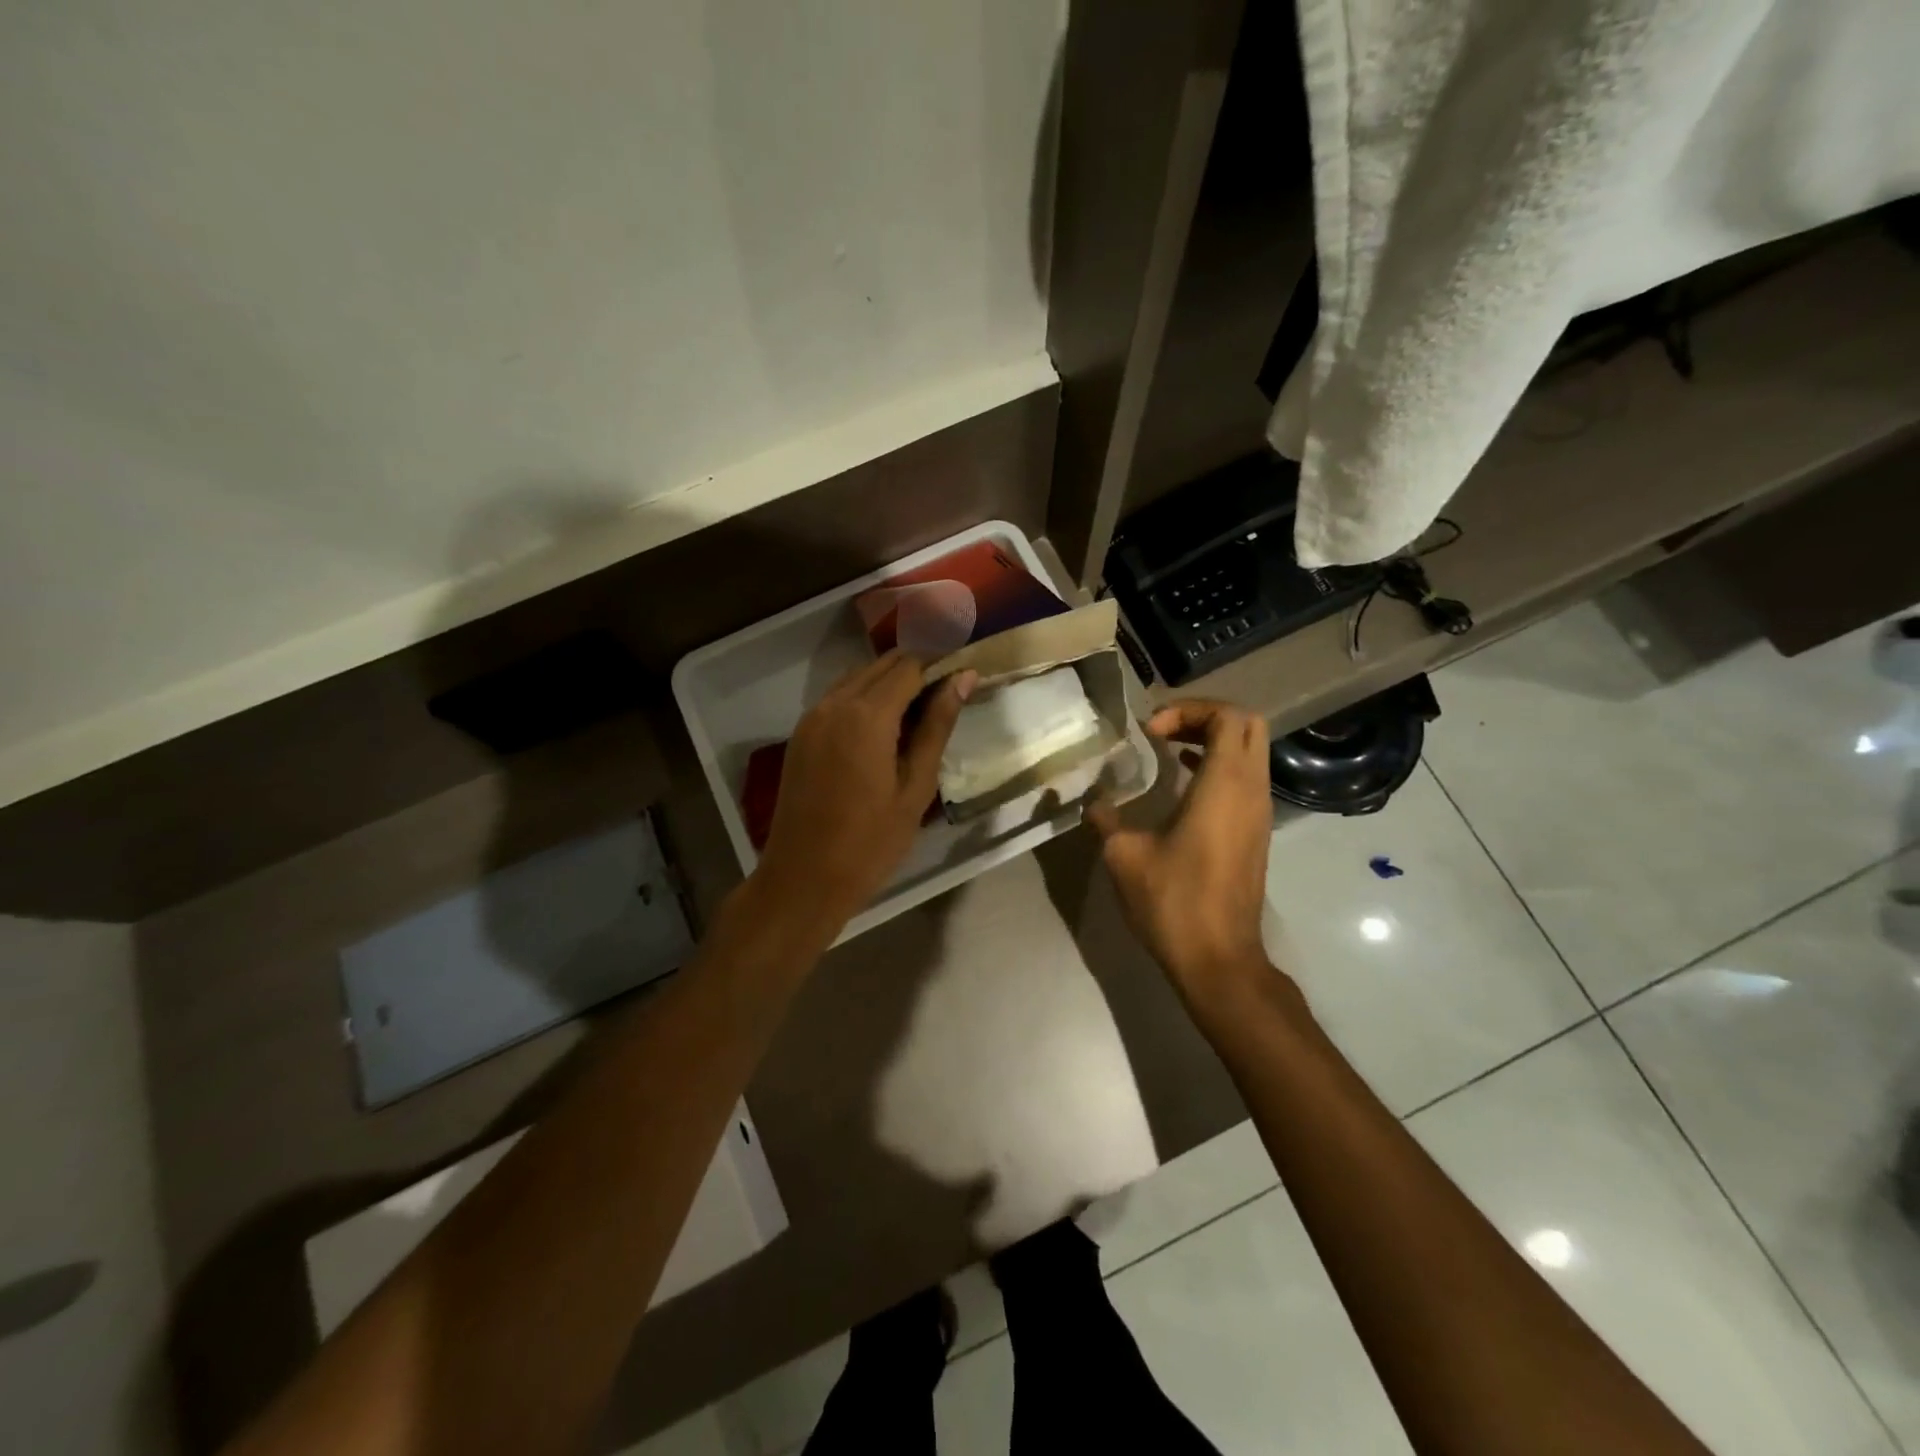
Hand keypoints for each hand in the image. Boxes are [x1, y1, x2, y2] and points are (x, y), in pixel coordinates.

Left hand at [755, 651, 976, 931]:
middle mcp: (834, 704)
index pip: (910, 665)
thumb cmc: (871, 842)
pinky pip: (838, 698)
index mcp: (866, 715)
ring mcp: (812, 717)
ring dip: (890, 682)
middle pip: (882, 665)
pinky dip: (865, 698)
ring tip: (921, 712)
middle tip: (949, 695)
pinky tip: (885, 727)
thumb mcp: (916, 786)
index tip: (966, 677)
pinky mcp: (801, 734)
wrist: (803, 879)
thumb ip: (937, 726)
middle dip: (917, 669)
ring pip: (858, 677)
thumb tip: (964, 678)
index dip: (941, 664)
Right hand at [1086, 700, 1274, 1002]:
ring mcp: (1259, 813)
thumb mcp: (1125, 855)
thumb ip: (1106, 819)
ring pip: (1250, 752)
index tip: (1151, 732)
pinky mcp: (1256, 833)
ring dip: (1213, 741)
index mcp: (1225, 785)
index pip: (1228, 716)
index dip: (1189, 710)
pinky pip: (1246, 778)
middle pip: (1248, 725)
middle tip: (1165, 730)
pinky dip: (1219, 766)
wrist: (1218, 959)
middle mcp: (1251, 790)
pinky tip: (1182, 782)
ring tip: (1168, 749)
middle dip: (1206, 716)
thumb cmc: (1173, 901)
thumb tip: (1093, 802)